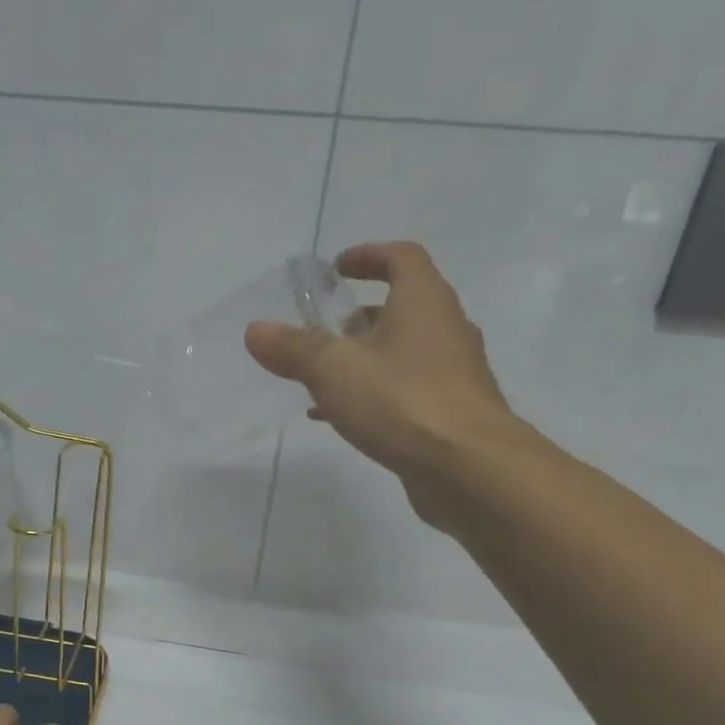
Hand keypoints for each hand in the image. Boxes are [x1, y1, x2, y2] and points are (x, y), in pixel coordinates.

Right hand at [244, 241, 517, 526]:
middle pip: (401, 308)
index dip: (368, 256)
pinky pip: (404, 391)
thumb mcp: (334, 370)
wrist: (468, 468)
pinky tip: (340, 418)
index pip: (401, 258)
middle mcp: (445, 329)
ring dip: (362, 359)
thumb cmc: (401, 401)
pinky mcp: (449, 412)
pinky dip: (372, 394)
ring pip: (401, 353)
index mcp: (423, 301)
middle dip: (358, 316)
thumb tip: (256, 329)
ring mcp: (452, 373)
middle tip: (320, 330)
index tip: (336, 268)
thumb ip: (293, 348)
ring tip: (320, 379)